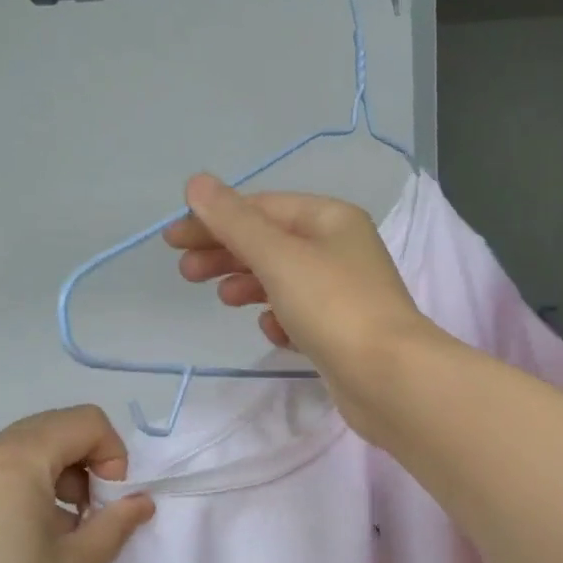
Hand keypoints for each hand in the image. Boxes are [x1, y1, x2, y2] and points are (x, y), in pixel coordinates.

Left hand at [0, 406, 153, 562]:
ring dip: (63, 472)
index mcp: (15, 460)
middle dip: (89, 460)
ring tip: (67, 526)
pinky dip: (34, 484)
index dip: (114, 455)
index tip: (111, 503)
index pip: (85, 422)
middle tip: (95, 513)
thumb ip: (119, 519)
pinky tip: (37, 533)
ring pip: (30, 446)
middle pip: (56, 427)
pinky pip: (4, 468)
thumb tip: (140, 501)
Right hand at [164, 174, 437, 430]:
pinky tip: (273, 332)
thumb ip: (234, 222)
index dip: (214, 219)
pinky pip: (300, 316)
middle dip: (227, 253)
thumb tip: (196, 183)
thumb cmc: (334, 307)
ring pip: (284, 280)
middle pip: (271, 243)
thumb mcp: (278, 257)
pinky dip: (280, 320)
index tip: (173, 241)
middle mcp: (341, 250)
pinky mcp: (342, 333)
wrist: (389, 379)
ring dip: (249, 284)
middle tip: (187, 273)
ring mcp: (343, 294)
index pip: (262, 208)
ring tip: (223, 300)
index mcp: (331, 220)